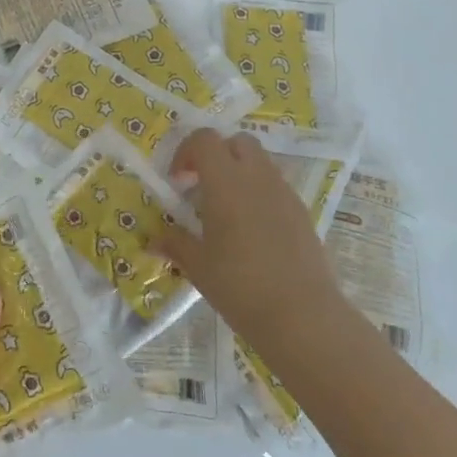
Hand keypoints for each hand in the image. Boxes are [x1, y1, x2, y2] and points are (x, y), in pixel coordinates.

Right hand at [157, 129, 346, 346]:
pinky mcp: (302, 212)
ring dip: (239, 173)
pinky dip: (258, 193)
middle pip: (236, 142)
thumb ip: (175, 244)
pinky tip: (252, 231)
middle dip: (216, 155)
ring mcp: (284, 192)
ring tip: (226, 211)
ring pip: (259, 162)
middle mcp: (257, 177)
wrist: (303, 316)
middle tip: (201, 187)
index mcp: (226, 182)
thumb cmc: (240, 286)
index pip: (204, 139)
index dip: (186, 152)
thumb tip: (153, 240)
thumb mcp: (198, 266)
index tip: (178, 182)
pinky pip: (276, 186)